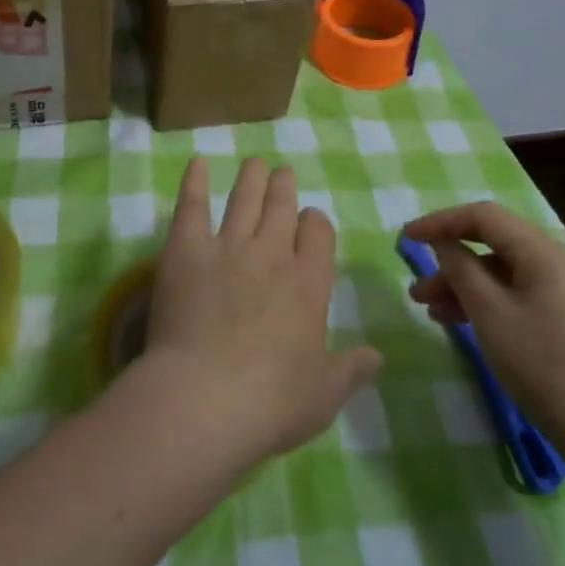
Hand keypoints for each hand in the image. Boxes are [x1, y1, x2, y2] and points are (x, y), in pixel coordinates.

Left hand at [139, 158, 382, 469]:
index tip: (309, 220)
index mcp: (309, 282)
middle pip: (282, 207)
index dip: (314, 222)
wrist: (204, 400)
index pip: (318, 232)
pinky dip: (195, 183)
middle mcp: (272, 254)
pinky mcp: (186, 252)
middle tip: (282, 172)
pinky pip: (192, 207)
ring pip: (243, 200)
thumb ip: (351, 370)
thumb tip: (378, 356)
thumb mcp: (324, 395)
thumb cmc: (271, 403)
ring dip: (250, 178)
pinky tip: (197, 164)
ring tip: (254, 162)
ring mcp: (228, 248)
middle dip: (284, 186)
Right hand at [402, 201, 564, 470]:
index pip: (484, 217)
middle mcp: (557, 262)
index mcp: (543, 252)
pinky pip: (517, 295)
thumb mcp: (490, 315)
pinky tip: (460, 324)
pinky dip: (486, 303)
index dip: (441, 222)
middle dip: (450, 260)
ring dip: (464, 285)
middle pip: (493, 244)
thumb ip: (461, 270)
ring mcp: (564, 292)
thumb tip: (443, 243)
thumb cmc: (544, 367)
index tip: (406, 238)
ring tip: (428, 310)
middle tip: (416, 286)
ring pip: (503, 273)